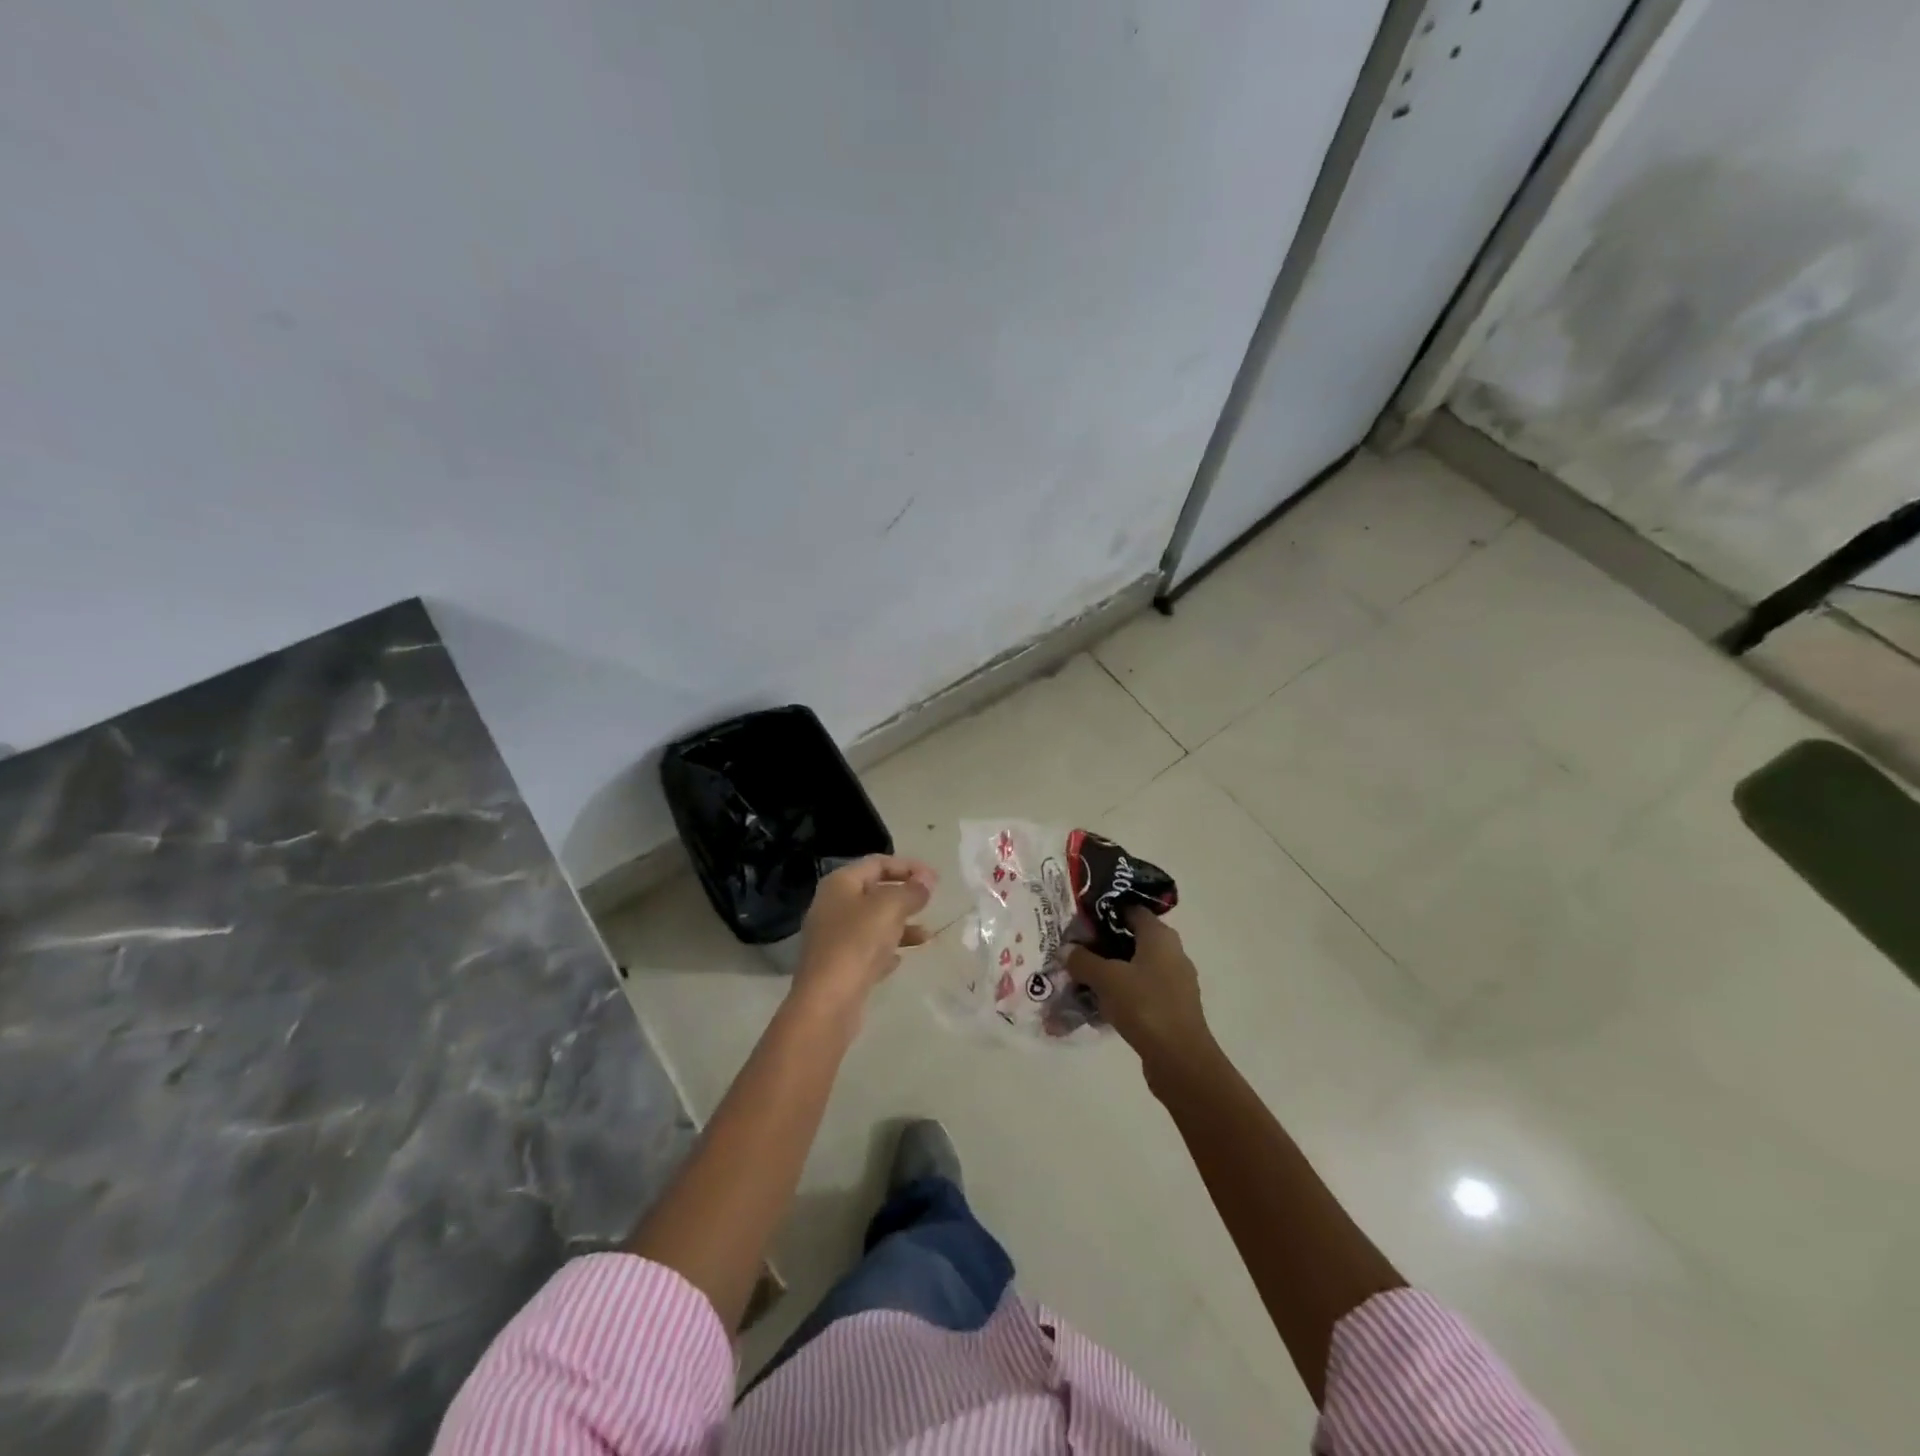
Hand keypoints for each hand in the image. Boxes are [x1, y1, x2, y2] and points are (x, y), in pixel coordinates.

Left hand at [794, 855, 936, 1009]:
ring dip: (901, 925)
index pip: (877, 863)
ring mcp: (833, 937)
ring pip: (873, 923)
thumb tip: (927, 880)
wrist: (827, 1001)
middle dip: (905, 896)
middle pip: (874, 892)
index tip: (935, 880)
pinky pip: (867, 950)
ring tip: (927, 936)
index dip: (908, 866)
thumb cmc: (857, 942)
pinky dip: (886, 950)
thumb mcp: (890, 908)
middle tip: (931, 903)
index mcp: (840, 883)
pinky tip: (900, 960)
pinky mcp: (838, 965)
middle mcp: (832, 905)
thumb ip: (912, 890)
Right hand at [1065, 909, 1216, 1082]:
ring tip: (1081, 978)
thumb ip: (1083, 960)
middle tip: (1074, 949)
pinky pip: (1141, 991)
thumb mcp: (1106, 979)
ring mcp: (1174, 981)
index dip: (1105, 910)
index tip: (1080, 918)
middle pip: (1131, 939)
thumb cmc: (1144, 1005)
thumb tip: (1066, 949)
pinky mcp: (1172, 1007)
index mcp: (1160, 936)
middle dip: (1102, 944)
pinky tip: (1098, 1005)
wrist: (1180, 1059)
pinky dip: (1121, 993)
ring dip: (1110, 972)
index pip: (1131, 909)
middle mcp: (1172, 952)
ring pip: (1135, 967)